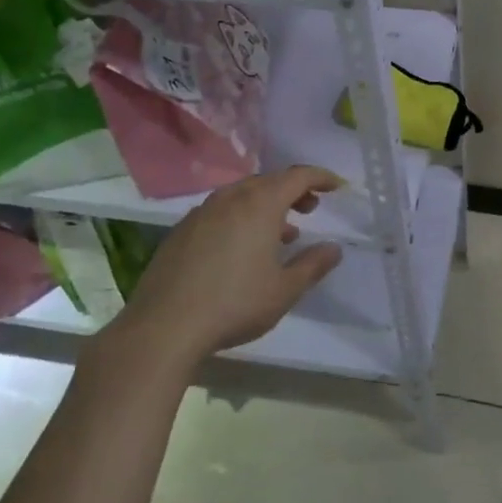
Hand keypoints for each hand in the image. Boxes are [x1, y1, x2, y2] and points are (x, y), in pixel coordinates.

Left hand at [119, 166, 345, 361]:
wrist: (164, 326)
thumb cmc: (235, 304)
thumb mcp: (284, 289)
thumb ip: (313, 264)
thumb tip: (333, 248)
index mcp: (259, 205)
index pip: (297, 176)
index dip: (320, 177)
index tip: (336, 186)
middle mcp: (230, 199)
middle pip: (268, 181)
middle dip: (293, 190)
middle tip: (311, 208)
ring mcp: (201, 213)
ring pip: (241, 195)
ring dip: (266, 204)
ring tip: (282, 231)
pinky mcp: (181, 231)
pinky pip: (220, 211)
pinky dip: (241, 217)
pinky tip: (242, 247)